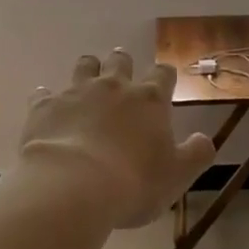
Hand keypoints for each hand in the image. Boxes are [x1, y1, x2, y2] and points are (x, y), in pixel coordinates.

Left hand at [19, 51, 216, 228]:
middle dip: (123, 65)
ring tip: (87, 83)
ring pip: (84, 67)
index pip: (162, 74)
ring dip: (88, 71)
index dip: (164, 76)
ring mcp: (76, 93)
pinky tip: (47, 108)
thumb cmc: (134, 183)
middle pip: (120, 61)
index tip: (164, 82)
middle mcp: (114, 87)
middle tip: (122, 76)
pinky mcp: (44, 107)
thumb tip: (204, 139)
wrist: (73, 187)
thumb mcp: (178, 176)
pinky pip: (44, 94)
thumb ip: (196, 154)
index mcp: (149, 100)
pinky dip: (48, 99)